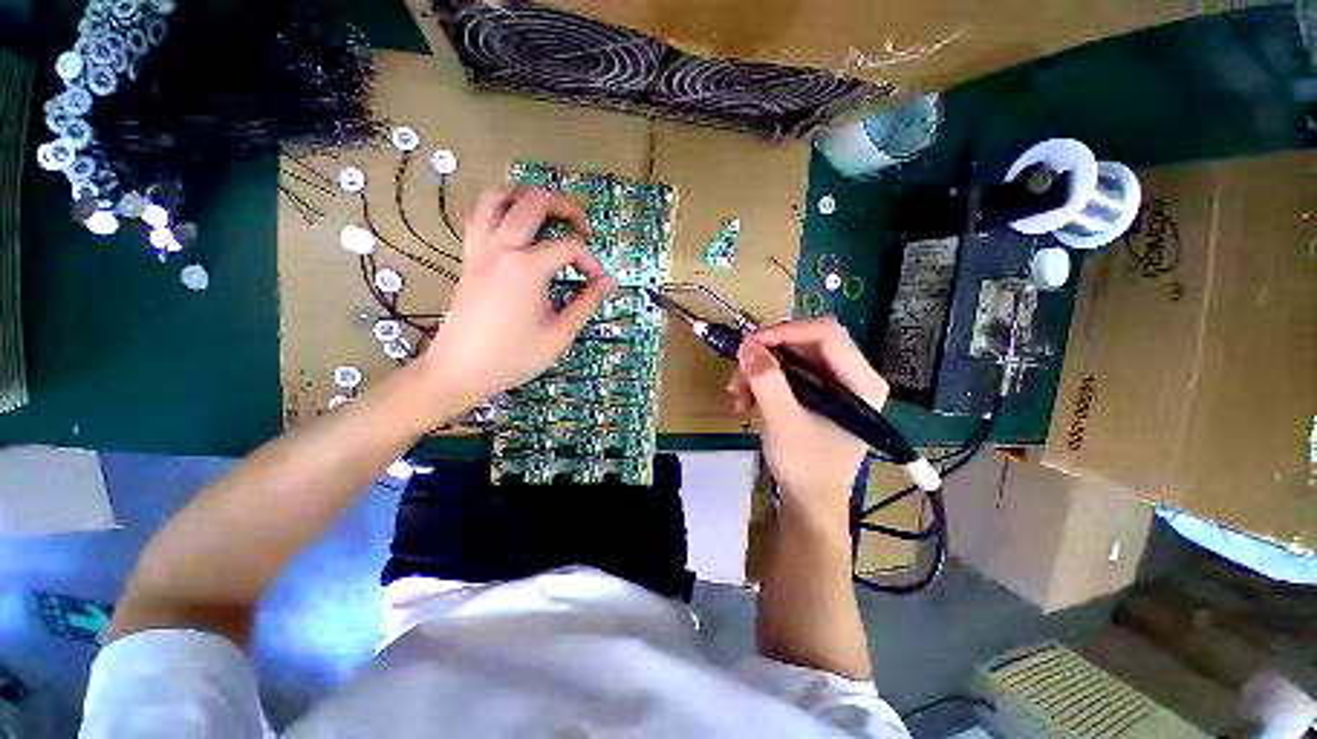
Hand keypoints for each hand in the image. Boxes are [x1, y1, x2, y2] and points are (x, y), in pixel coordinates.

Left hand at [418, 188, 616, 411]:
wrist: (460, 370)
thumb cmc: (514, 356)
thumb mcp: (560, 334)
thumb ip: (587, 302)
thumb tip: (609, 281)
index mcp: (527, 267)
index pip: (569, 247)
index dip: (590, 261)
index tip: (598, 281)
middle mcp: (502, 246)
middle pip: (535, 202)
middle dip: (566, 207)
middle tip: (584, 227)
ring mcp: (480, 248)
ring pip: (498, 196)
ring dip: (527, 196)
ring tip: (548, 214)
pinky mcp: (469, 256)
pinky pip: (480, 215)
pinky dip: (500, 209)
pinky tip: (515, 226)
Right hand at [727, 317, 888, 519]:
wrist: (810, 502)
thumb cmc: (806, 467)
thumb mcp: (783, 423)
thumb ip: (767, 382)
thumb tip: (746, 345)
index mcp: (861, 381)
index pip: (826, 333)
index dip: (785, 332)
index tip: (749, 345)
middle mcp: (852, 375)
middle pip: (805, 342)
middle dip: (766, 355)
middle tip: (738, 372)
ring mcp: (834, 384)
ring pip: (791, 357)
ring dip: (758, 371)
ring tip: (736, 395)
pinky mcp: (817, 393)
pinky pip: (786, 373)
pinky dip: (762, 382)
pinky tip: (744, 402)